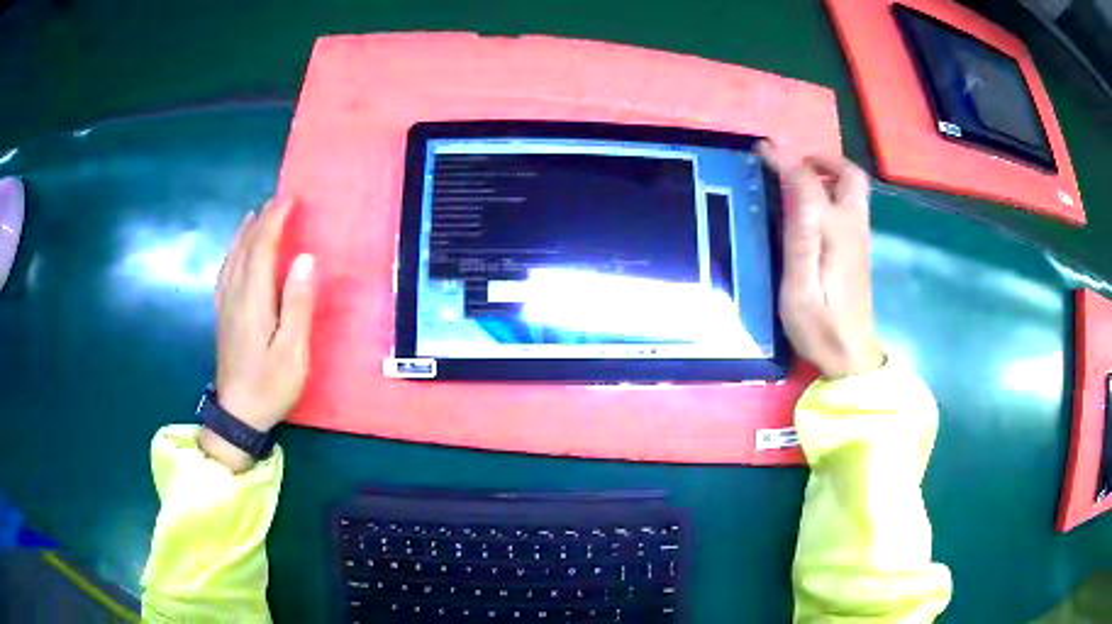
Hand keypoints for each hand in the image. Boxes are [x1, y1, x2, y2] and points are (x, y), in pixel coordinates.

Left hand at [200, 198, 314, 471]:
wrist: (238, 415)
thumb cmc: (270, 385)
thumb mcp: (293, 351)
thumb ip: (298, 304)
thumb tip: (305, 258)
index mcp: (253, 299)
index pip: (261, 247)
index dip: (275, 220)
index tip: (290, 199)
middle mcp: (235, 294)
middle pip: (245, 247)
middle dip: (262, 220)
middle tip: (279, 201)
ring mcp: (225, 305)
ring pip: (232, 257)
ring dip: (245, 232)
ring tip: (257, 215)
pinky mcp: (223, 315)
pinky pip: (226, 271)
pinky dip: (233, 252)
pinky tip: (236, 252)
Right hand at [760, 143, 883, 378]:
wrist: (851, 357)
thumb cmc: (820, 328)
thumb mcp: (800, 287)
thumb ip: (800, 235)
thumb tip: (795, 186)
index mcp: (837, 233)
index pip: (811, 181)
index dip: (786, 161)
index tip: (763, 150)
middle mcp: (854, 226)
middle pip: (851, 175)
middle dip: (823, 160)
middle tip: (794, 164)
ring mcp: (860, 237)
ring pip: (853, 188)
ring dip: (828, 173)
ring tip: (797, 179)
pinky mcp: (859, 249)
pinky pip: (850, 204)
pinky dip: (832, 191)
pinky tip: (811, 208)